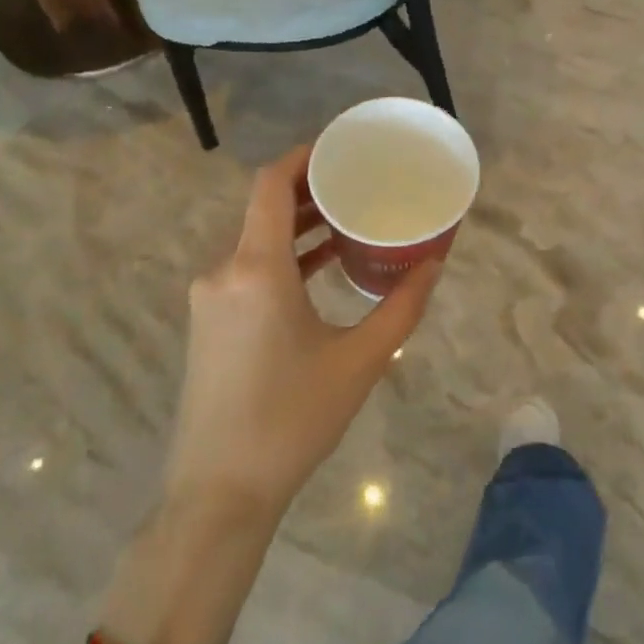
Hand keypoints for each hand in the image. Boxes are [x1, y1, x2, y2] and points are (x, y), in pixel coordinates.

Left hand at [164, 145, 442, 522]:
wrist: (219, 493)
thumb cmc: (292, 419)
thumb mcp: (360, 360)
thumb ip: (402, 306)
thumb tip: (434, 263)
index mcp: (256, 269)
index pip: (270, 185)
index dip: (302, 157)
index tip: (340, 149)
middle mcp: (224, 272)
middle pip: (264, 208)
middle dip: (310, 189)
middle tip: (360, 183)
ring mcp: (211, 299)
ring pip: (255, 240)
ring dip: (298, 225)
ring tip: (348, 218)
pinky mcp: (209, 324)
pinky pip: (248, 269)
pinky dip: (283, 257)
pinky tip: (320, 266)